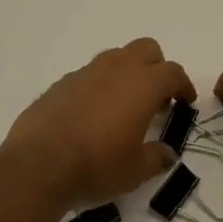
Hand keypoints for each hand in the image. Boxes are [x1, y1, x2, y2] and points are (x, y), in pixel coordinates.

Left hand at [0, 38, 191, 209]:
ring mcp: (87, 72)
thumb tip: (167, 153)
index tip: (185, 101)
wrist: (38, 166)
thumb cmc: (96, 166)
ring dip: (127, 72)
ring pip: (116, 57)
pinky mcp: (62, 82)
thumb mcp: (135, 172)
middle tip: (156, 97)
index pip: (173, 72)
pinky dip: (99, 86)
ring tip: (124, 105)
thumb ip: (156, 158)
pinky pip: (90, 74)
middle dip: (157, 67)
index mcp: (143, 85)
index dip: (183, 85)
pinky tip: (92, 114)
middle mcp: (117, 69)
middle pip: (146, 49)